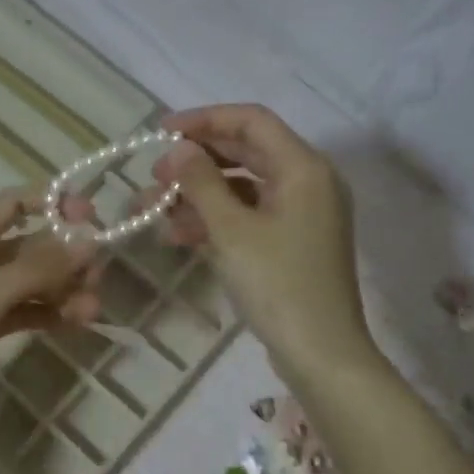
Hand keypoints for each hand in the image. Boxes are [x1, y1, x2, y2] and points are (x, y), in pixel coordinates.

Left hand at [0, 189, 100, 443]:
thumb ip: (37, 269)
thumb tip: (89, 241)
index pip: (14, 204)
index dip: (51, 202)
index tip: (90, 216)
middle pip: (30, 247)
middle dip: (66, 257)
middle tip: (97, 279)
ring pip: (31, 285)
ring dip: (62, 292)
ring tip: (91, 312)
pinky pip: (23, 314)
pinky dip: (47, 315)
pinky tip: (73, 325)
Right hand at [143, 104, 372, 378]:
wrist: (320, 353)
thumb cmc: (278, 285)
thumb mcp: (232, 231)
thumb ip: (202, 183)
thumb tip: (178, 148)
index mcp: (303, 169)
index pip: (251, 122)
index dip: (204, 120)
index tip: (160, 133)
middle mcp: (307, 182)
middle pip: (246, 153)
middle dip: (196, 162)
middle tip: (154, 177)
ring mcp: (300, 215)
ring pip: (242, 188)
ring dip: (198, 195)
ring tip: (154, 211)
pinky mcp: (290, 243)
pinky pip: (248, 217)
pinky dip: (215, 220)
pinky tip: (178, 234)